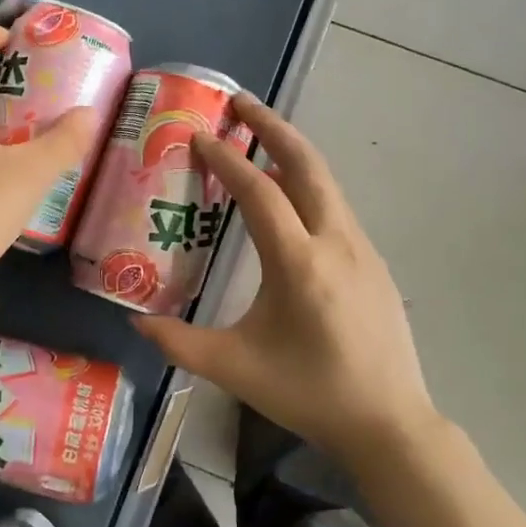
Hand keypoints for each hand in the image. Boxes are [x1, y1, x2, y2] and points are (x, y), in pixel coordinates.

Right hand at [133, 94, 443, 471]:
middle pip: (306, 164)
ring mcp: (360, 247)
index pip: (260, 191)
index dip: (227, 159)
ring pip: (325, 181)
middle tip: (239, 103)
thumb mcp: (236, 368)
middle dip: (271, 127)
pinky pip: (334, 205)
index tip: (199, 137)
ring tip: (257, 138)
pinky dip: (307, 183)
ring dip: (291, 151)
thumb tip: (135, 320)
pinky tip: (287, 196)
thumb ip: (180, 343)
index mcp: (300, 262)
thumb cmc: (310, 393)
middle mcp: (335, 241)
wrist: (390, 423)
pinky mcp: (372, 260)